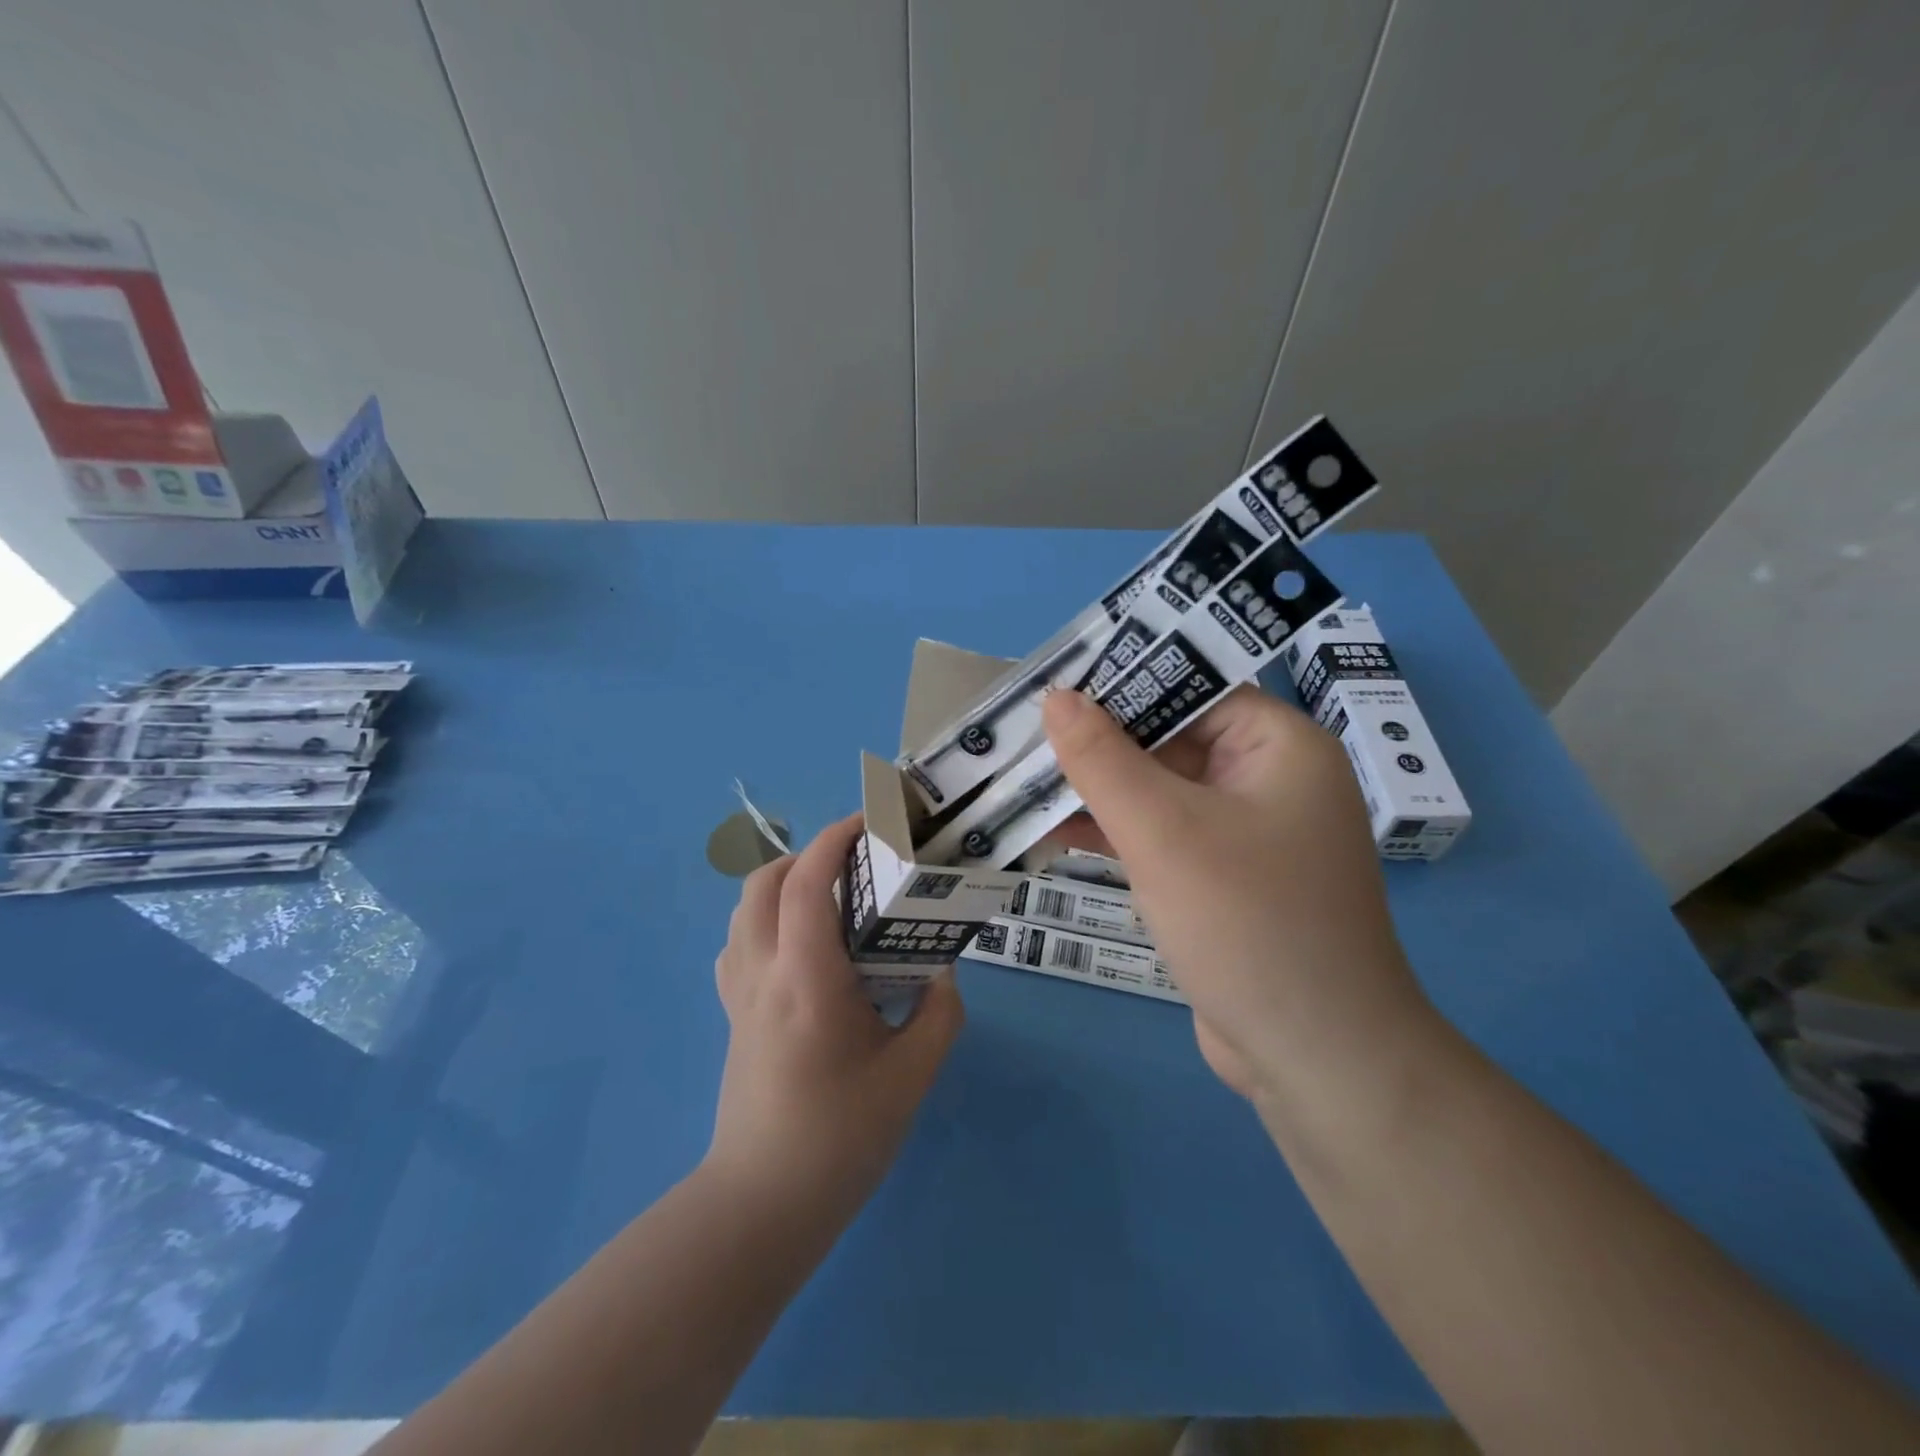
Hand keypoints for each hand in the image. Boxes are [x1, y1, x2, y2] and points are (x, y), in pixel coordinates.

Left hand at [707, 813, 963, 1220]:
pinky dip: (765, 920)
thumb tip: (941, 971)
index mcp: (807, 979)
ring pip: (744, 909)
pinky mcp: (732, 1015)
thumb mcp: (912, 1074)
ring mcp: (739, 994)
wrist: (763, 1203)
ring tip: (832, 899)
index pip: (806, 884)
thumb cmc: (841, 1136)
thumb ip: (938, 1012)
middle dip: (807, 854)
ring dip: (783, 884)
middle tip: (855, 862)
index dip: (834, 839)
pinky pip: (739, 944)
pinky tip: (801, 948)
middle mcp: (763, 973)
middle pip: (763, 882)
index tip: (870, 820)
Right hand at [1040, 686, 1432, 1107]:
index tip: (1052, 687)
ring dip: (1099, 791)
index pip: (1192, 688)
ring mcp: (1246, 834)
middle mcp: (1268, 780)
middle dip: (1100, 743)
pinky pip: (1163, 836)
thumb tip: (1057, 697)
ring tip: (1025, 780)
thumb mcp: (1163, 830)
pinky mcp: (1223, 879)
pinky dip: (1116, 832)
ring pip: (1161, 791)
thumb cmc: (1246, 922)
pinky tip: (1055, 831)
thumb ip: (1104, 759)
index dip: (1121, 684)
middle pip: (1171, 740)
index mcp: (1279, 746)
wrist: (1314, 1058)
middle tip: (1024, 735)